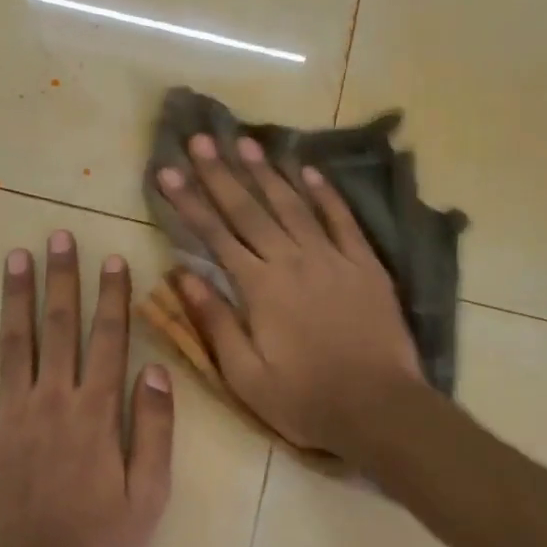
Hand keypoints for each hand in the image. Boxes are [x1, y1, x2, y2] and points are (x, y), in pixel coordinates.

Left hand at [0, 233, 173, 546]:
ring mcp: (8, 416)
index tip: (114, 259)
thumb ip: (156, 429)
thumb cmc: (101, 542)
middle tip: (59, 236)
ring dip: (16, 297)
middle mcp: (51, 400)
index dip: (114, 297)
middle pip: (60, 328)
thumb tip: (156, 371)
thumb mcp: (150, 493)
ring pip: (13, 343)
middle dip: (63, 279)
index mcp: (96, 412)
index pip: (109, 340)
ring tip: (16, 255)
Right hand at [155, 135, 423, 453]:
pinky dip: (324, 193)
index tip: (168, 171)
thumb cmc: (304, 399)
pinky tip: (308, 170)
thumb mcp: (244, 375)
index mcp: (259, 287)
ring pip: (293, 205)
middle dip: (221, 172)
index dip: (189, 201)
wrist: (378, 408)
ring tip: (245, 142)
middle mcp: (292, 260)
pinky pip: (342, 219)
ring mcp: (332, 258)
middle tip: (201, 138)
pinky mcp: (365, 264)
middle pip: (249, 209)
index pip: (215, 235)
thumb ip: (215, 321)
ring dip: (267, 172)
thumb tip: (183, 276)